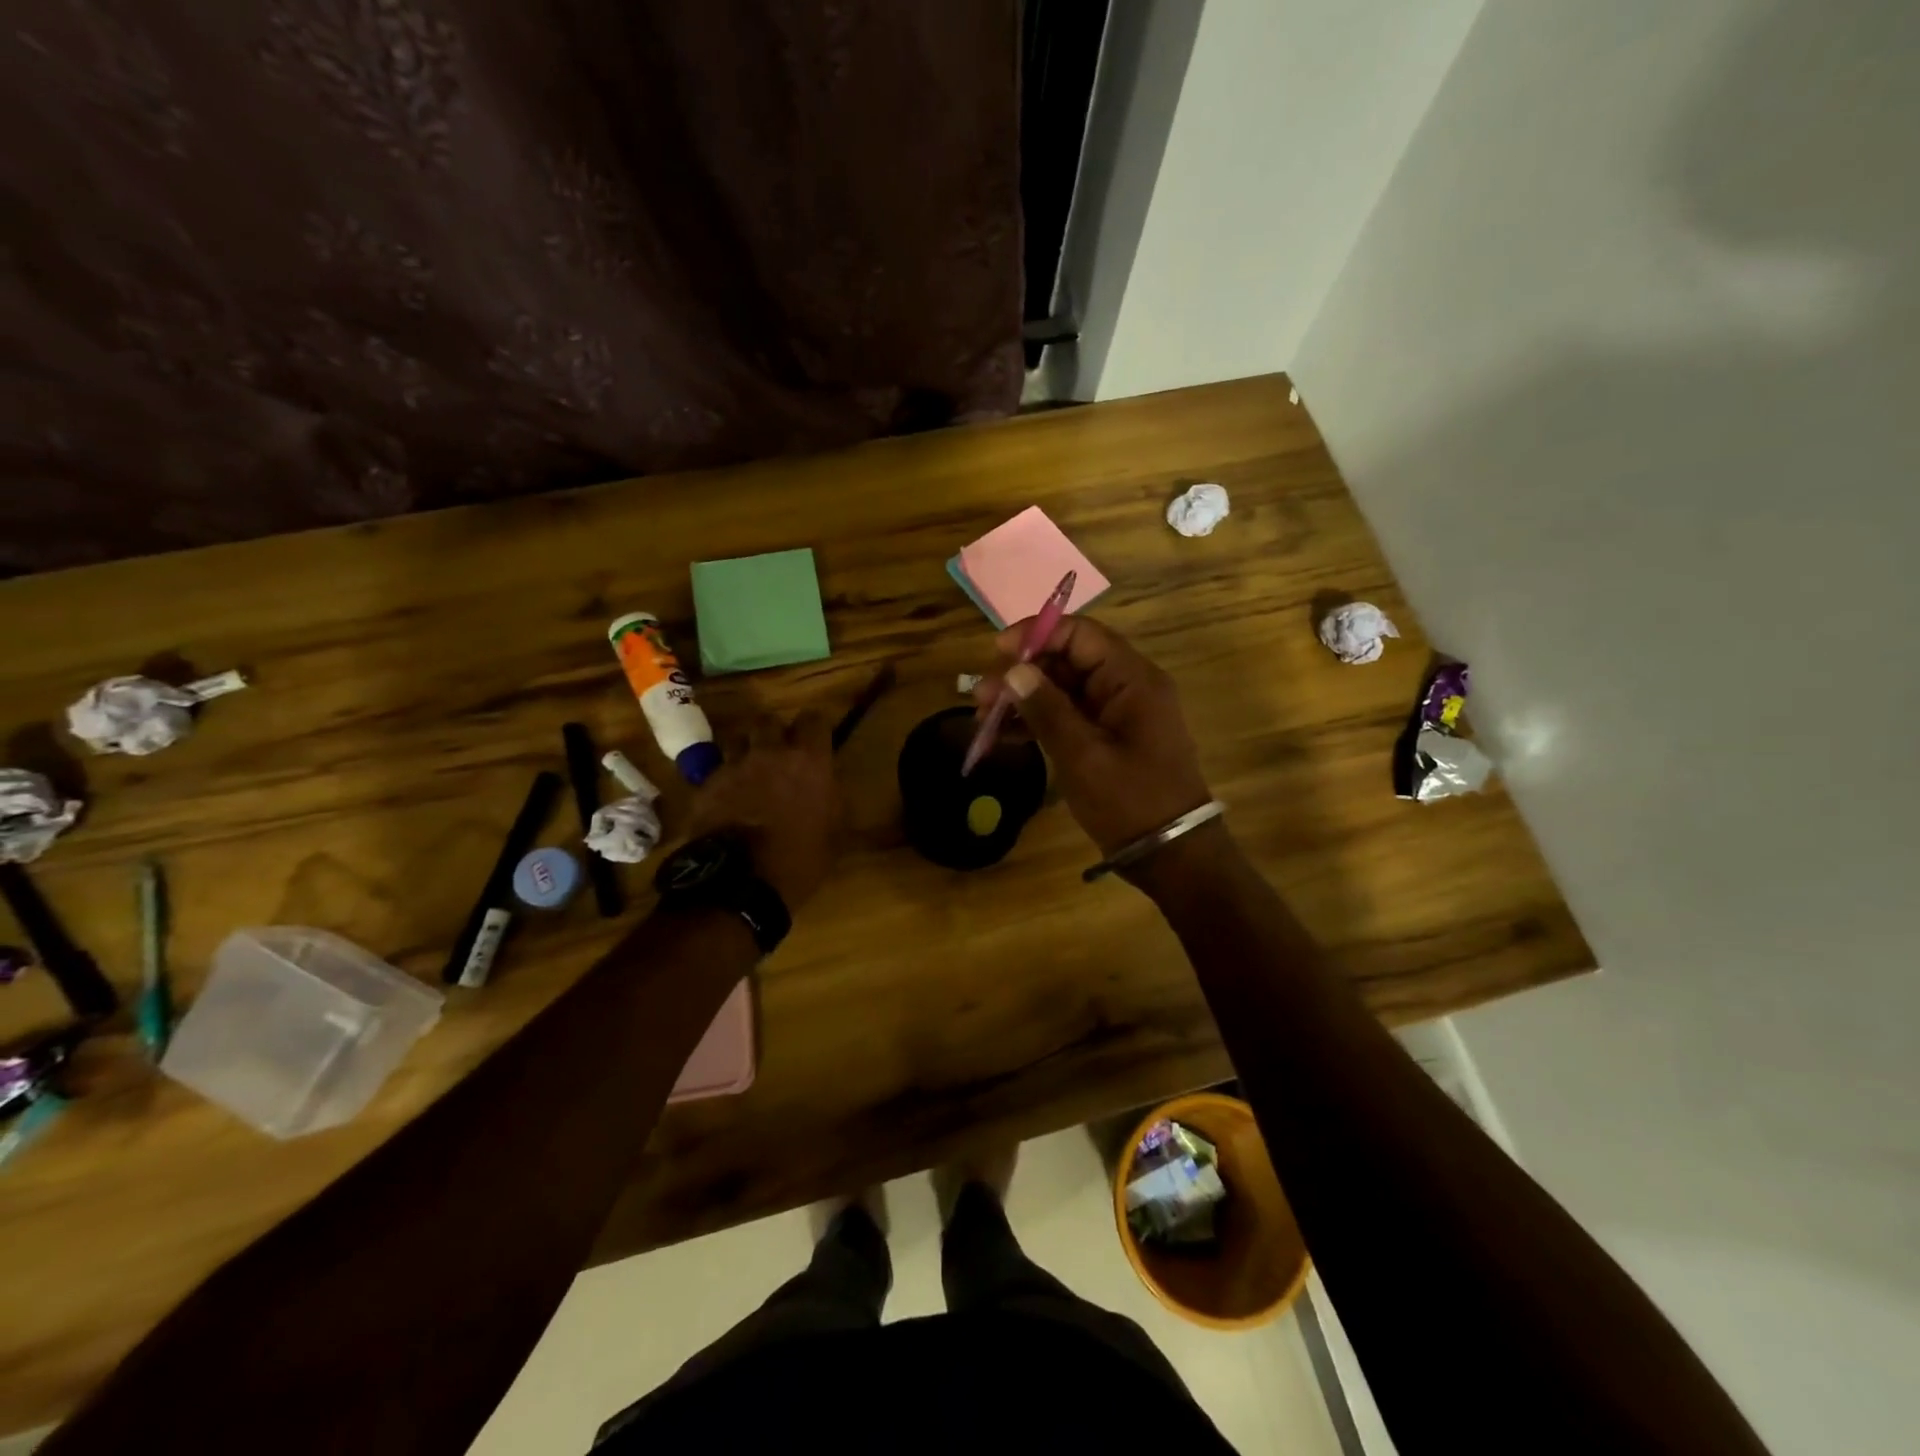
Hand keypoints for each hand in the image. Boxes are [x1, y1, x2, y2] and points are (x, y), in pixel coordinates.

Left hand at [684, 712, 840, 908]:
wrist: (739, 883)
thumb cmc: (799, 860)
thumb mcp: (835, 834)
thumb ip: (834, 800)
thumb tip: (830, 787)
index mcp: (809, 760)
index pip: (814, 719)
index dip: (815, 727)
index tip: (816, 740)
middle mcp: (770, 753)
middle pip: (768, 721)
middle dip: (774, 733)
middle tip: (780, 753)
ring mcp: (734, 766)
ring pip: (738, 740)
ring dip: (746, 750)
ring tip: (750, 771)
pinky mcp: (706, 785)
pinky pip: (718, 769)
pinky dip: (725, 778)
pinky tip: (728, 798)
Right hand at [974, 616, 1213, 858]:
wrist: (1170, 854)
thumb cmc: (1130, 801)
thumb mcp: (1083, 755)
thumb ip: (1047, 709)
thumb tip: (1014, 670)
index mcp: (1132, 679)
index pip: (1081, 634)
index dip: (1036, 635)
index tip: (996, 653)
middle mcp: (1126, 687)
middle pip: (1067, 661)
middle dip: (1022, 674)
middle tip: (980, 696)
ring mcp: (1116, 714)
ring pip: (1062, 690)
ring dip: (1023, 700)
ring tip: (982, 718)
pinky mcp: (1106, 738)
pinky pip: (1067, 716)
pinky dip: (1037, 722)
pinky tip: (1003, 736)